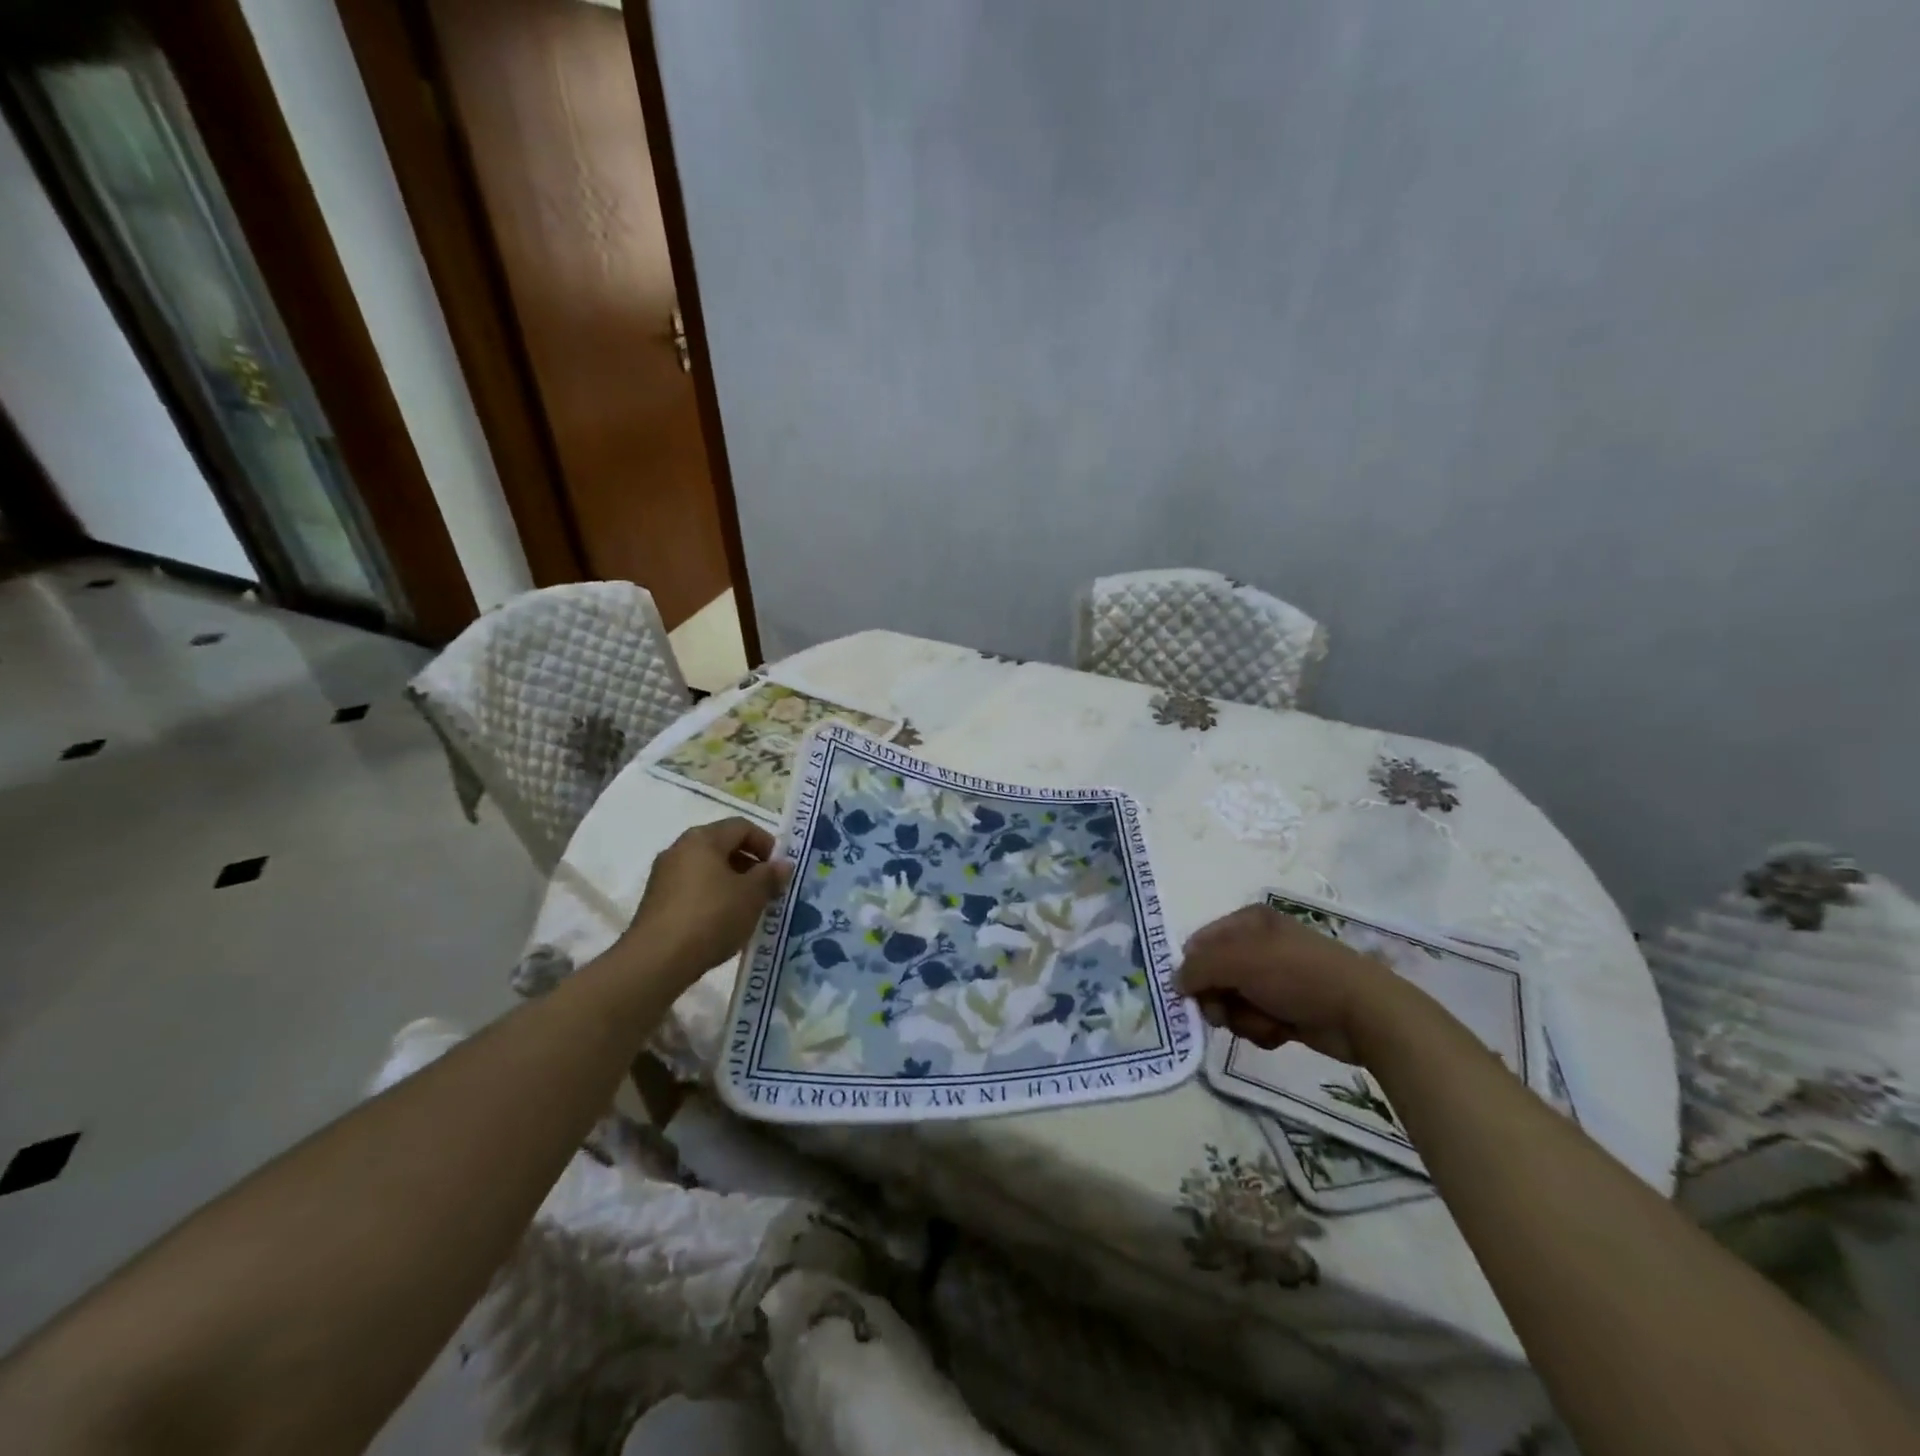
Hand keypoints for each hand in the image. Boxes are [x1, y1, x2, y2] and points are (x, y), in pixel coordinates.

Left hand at [622, 819, 791, 980]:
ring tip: (749, 909)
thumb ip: (770, 876)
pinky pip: (693, 889)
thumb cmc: (711, 917)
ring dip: (732, 883)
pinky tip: (723, 923)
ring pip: (707, 870)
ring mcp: (664, 876)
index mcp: (702, 838)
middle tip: (768, 889)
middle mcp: (679, 849)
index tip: (779, 869)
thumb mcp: (752, 896)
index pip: (742, 827)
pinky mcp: (656, 902)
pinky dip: (713, 898)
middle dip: (750, 865)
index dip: (766, 844)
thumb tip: (783, 864)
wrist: (656, 961)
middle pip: (723, 846)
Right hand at [1176, 903, 1411, 1064]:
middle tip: (1225, 1013)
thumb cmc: (1296, 975)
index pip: (1200, 942)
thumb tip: (1175, 982)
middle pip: (1213, 976)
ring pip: (1232, 1002)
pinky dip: (1262, 1029)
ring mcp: (1275, 978)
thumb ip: (1198, 968)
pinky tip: (1281, 1032)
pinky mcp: (1288, 1008)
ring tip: (1265, 1021)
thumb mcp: (1238, 961)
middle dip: (1218, 999)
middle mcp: (1259, 945)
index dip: (1193, 968)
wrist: (1362, 1012)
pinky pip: (1255, 1020)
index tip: (1193, 992)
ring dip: (1242, 1018)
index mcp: (1248, 921)